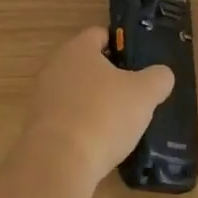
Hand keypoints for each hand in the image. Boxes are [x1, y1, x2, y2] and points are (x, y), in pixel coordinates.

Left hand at [20, 27, 172, 184]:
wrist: (58, 163)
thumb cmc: (104, 115)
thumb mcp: (145, 94)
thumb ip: (158, 78)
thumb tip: (161, 75)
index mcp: (78, 49)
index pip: (100, 35)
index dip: (121, 45)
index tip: (138, 64)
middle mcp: (55, 67)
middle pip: (86, 64)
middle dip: (108, 77)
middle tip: (132, 94)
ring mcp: (42, 97)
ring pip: (75, 92)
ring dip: (93, 103)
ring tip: (117, 123)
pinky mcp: (36, 127)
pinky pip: (65, 118)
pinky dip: (81, 126)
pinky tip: (97, 144)